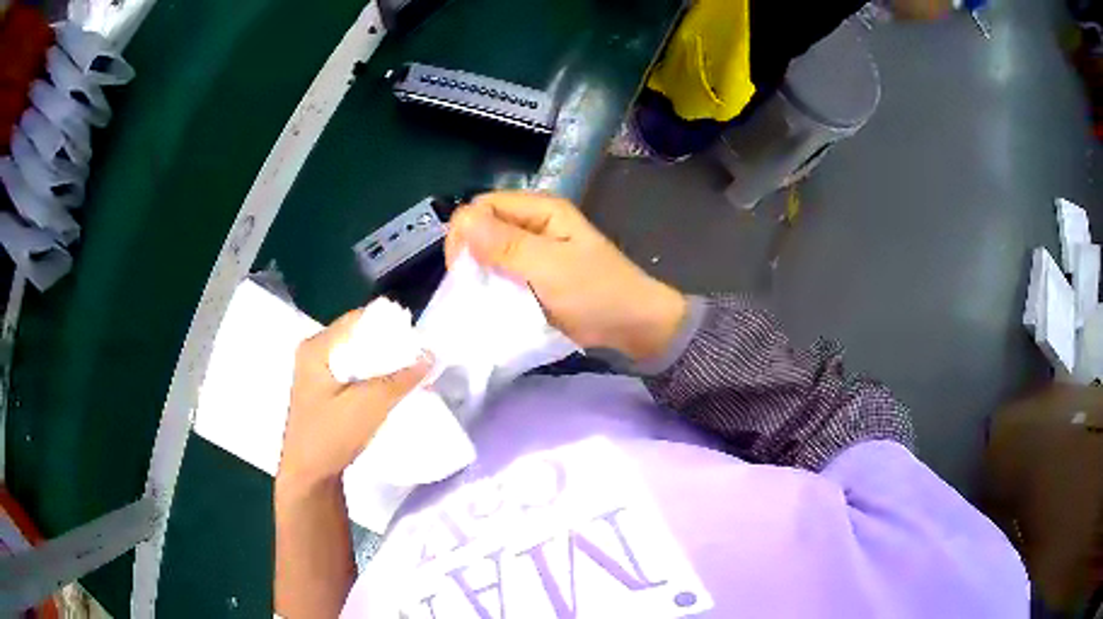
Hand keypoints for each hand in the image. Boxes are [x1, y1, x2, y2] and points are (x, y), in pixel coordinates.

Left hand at [276, 308, 430, 497]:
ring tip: (409, 371)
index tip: (416, 337)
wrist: (309, 476)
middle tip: (416, 355)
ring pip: (355, 356)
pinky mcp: (323, 391)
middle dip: (387, 345)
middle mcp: (314, 353)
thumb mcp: (368, 405)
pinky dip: (372, 376)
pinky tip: (390, 387)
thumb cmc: (330, 436)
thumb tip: (430, 354)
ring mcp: (316, 373)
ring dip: (381, 362)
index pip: (357, 319)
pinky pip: (352, 372)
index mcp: (316, 347)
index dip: (388, 324)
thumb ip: (400, 379)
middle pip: (356, 336)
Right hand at [445, 191, 686, 361]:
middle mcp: (533, 224)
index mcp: (541, 210)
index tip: (462, 269)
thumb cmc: (597, 293)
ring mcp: (533, 250)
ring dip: (479, 274)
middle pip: (483, 228)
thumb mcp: (550, 268)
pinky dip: (491, 287)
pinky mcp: (533, 275)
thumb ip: (507, 246)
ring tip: (477, 298)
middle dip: (469, 254)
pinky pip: (501, 273)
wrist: (633, 326)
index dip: (466, 232)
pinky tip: (489, 303)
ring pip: (489, 253)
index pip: (483, 206)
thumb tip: (462, 220)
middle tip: (470, 288)